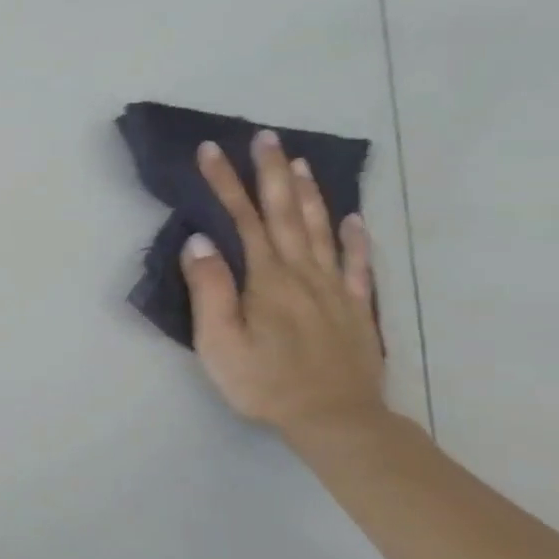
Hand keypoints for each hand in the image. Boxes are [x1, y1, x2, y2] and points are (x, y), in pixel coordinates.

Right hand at [181, 130, 386, 440]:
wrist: (335, 420)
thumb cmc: (264, 382)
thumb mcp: (219, 341)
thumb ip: (210, 289)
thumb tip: (200, 241)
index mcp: (267, 279)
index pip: (243, 219)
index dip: (226, 183)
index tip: (211, 151)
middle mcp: (303, 273)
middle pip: (287, 213)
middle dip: (271, 173)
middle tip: (265, 137)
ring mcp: (334, 289)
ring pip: (322, 229)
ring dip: (309, 193)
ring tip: (299, 163)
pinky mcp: (355, 309)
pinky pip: (358, 264)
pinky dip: (355, 237)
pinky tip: (352, 219)